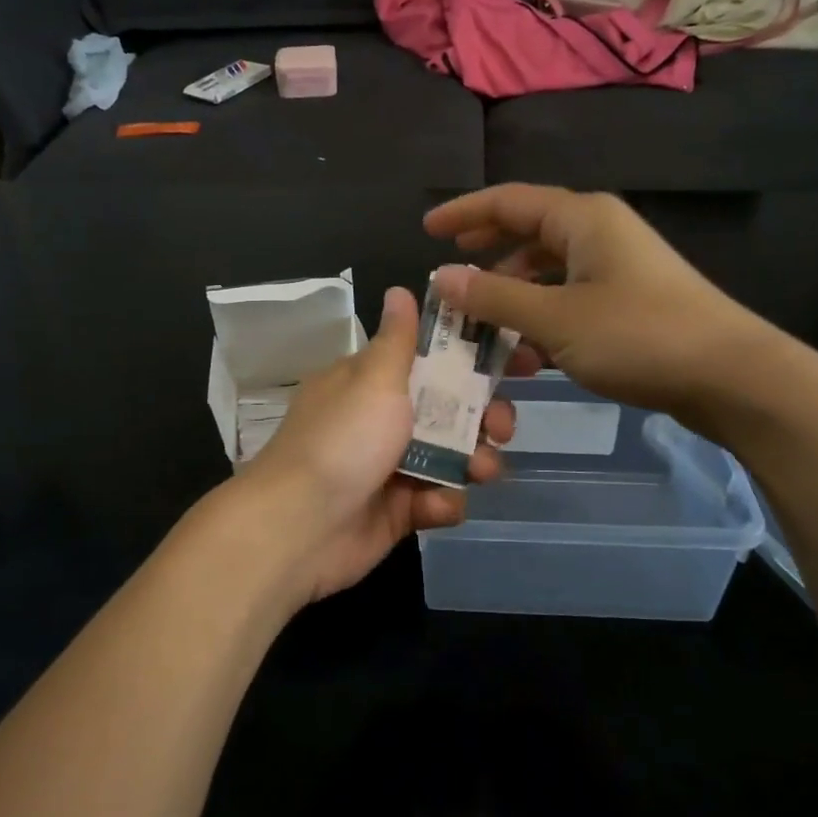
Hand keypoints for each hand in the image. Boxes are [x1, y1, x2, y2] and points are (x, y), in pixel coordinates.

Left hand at [237, 287, 514, 607]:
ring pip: (453, 457)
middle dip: (484, 417)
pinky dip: (442, 502)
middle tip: (501, 427)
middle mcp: (383, 420)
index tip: (517, 361)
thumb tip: (399, 289)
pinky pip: (438, 499)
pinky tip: (433, 505)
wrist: (301, 527)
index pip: (432, 359)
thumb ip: (398, 339)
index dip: (475, 358)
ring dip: (475, 461)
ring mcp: (392, 467)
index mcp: (372, 382)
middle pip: (451, 411)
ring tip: (481, 470)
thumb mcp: (373, 379)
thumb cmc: (343, 440)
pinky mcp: (399, 511)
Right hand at [424, 184, 783, 432]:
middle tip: (451, 270)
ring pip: (549, 269)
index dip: (464, 213)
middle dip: (487, 251)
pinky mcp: (630, 300)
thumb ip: (494, 298)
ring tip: (481, 324)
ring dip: (513, 293)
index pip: (508, 201)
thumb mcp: (555, 319)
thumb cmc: (638, 336)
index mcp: (582, 219)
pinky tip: (526, 350)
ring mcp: (618, 267)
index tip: (427, 230)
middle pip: (529, 231)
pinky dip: (542, 315)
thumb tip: (442, 278)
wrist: (731, 376)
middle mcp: (600, 232)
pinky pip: (570, 297)